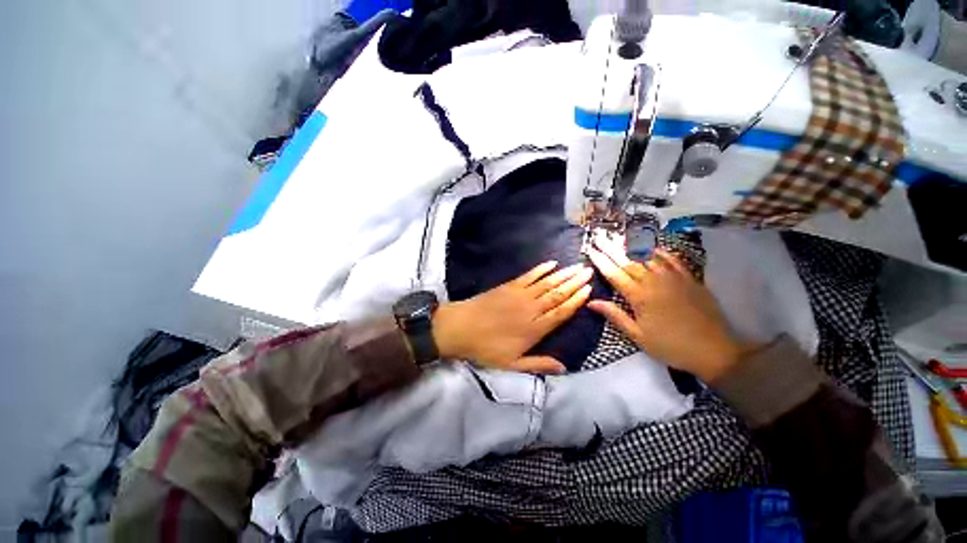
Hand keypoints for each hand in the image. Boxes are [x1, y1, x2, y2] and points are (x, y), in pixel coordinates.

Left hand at [432, 261, 593, 373]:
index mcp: (534, 329)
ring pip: (547, 283)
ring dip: (563, 274)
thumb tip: (563, 368)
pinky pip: (529, 275)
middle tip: (589, 271)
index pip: (561, 312)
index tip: (589, 290)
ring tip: (577, 266)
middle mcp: (531, 309)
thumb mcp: (512, 365)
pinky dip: (541, 269)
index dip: (576, 301)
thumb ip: (538, 364)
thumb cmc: (485, 348)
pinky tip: (551, 263)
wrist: (460, 328)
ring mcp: (519, 295)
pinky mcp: (508, 286)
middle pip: (558, 294)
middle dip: (575, 283)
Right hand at [586, 242, 748, 382]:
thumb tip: (591, 302)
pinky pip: (673, 260)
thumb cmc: (670, 346)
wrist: (714, 351)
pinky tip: (653, 246)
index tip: (590, 249)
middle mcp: (654, 282)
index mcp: (639, 297)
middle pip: (628, 261)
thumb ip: (614, 315)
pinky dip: (661, 251)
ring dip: (633, 246)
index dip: (600, 260)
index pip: (614, 274)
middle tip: (600, 237)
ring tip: (620, 237)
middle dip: (611, 248)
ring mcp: (674, 278)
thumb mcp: (638, 336)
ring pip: (649, 257)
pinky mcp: (690, 279)